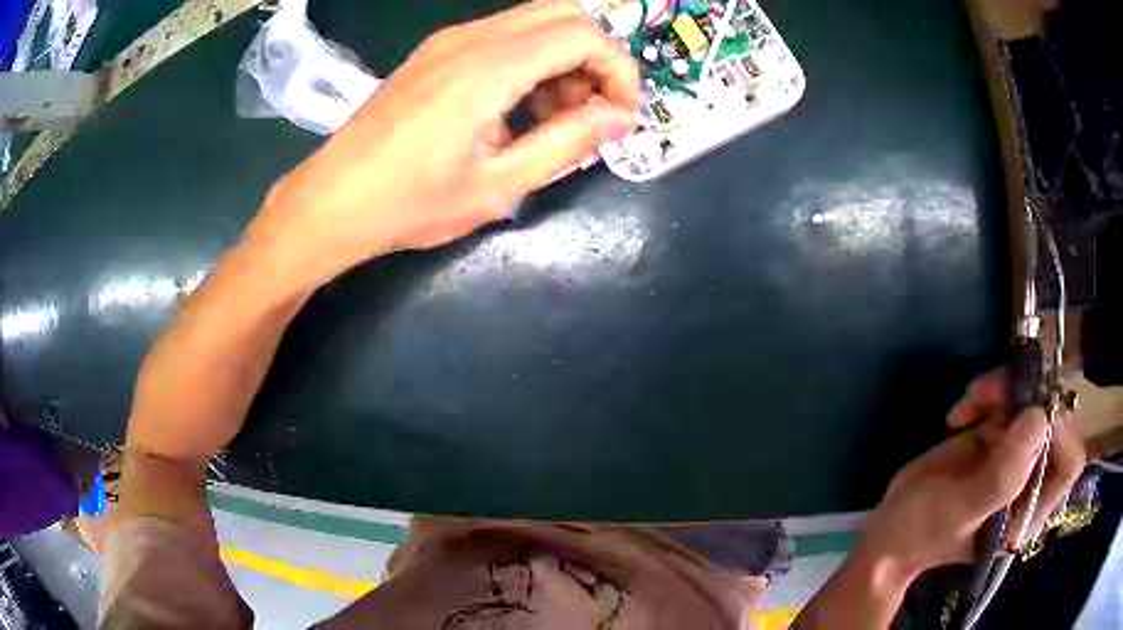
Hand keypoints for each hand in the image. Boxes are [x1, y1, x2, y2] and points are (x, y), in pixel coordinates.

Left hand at [246, 0, 640, 287]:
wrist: (333, 201)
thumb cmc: (411, 202)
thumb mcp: (500, 185)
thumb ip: (568, 142)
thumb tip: (621, 117)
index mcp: (490, 67)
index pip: (585, 35)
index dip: (620, 70)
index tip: (623, 116)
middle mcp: (471, 38)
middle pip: (564, 15)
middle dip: (594, 58)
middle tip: (591, 110)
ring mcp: (449, 41)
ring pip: (533, 22)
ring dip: (562, 59)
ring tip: (555, 117)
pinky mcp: (434, 53)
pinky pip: (501, 37)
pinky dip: (529, 61)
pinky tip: (517, 108)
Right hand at [860, 368, 1085, 578]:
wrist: (891, 528)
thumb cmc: (922, 533)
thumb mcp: (959, 512)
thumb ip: (1001, 477)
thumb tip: (1040, 418)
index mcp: (1029, 510)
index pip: (1069, 462)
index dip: (1060, 433)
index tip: (1027, 418)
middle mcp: (1031, 479)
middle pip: (1053, 419)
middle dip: (1027, 399)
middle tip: (990, 397)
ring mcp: (1015, 453)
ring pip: (1031, 399)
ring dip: (1003, 389)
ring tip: (969, 401)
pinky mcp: (997, 435)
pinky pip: (1008, 396)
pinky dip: (986, 391)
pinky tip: (959, 414)